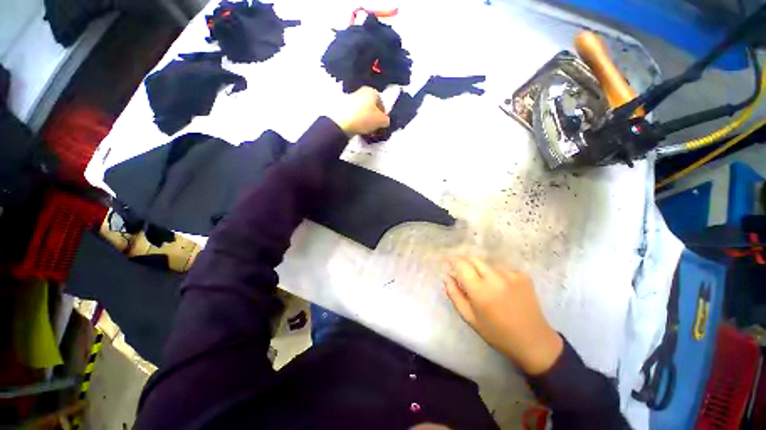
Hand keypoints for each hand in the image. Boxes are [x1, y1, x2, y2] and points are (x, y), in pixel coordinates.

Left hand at [329, 86, 389, 135]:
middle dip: (375, 117)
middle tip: (375, 127)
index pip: (382, 102)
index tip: (382, 124)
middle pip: (372, 106)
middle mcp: (361, 91)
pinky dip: (358, 121)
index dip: (384, 114)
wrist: (342, 123)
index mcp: (371, 91)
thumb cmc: (365, 118)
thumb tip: (385, 121)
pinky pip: (355, 115)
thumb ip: (387, 120)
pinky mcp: (344, 107)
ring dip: (367, 120)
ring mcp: (351, 99)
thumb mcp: (382, 121)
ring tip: (367, 130)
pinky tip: (359, 128)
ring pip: (364, 111)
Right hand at [444, 257, 562, 375]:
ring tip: (484, 284)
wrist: (534, 342)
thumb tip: (446, 276)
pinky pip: (501, 269)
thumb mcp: (470, 318)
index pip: (461, 265)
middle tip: (461, 271)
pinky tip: (501, 288)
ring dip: (480, 269)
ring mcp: (511, 275)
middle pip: (473, 259)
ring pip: (487, 264)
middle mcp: (495, 278)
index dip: (452, 260)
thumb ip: (455, 294)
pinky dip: (496, 274)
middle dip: (464, 262)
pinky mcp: (523, 275)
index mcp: (480, 291)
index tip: (446, 261)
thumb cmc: (497, 334)